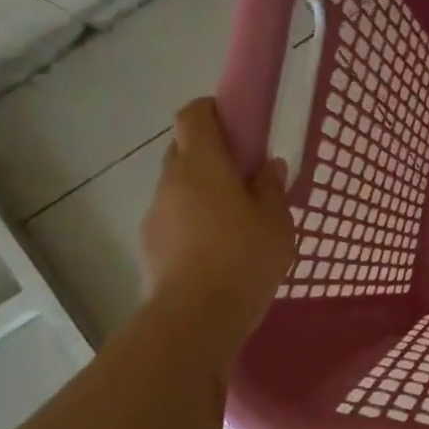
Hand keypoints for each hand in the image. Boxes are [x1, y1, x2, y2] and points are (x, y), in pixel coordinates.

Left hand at [141, 98, 294, 358]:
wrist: (197, 317)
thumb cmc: (245, 258)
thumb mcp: (277, 222)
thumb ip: (272, 189)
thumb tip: (269, 166)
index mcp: (202, 165)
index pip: (194, 116)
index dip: (212, 111)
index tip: (238, 125)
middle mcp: (171, 181)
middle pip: (184, 150)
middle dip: (212, 156)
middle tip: (246, 178)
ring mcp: (156, 214)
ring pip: (179, 188)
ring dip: (203, 193)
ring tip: (236, 222)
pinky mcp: (151, 245)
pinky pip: (175, 219)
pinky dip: (194, 222)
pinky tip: (219, 251)